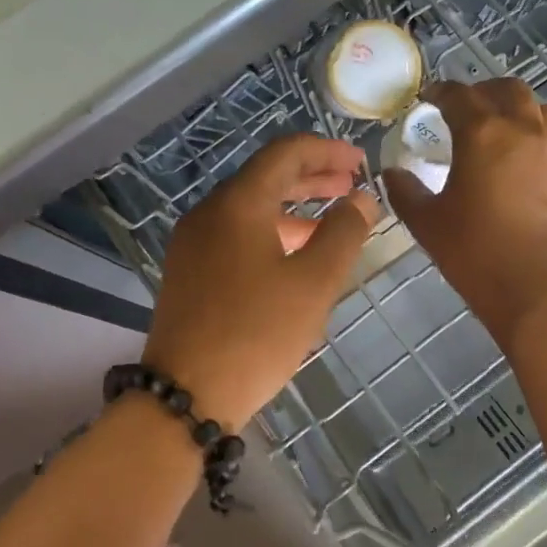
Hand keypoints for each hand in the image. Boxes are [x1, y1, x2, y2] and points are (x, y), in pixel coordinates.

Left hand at [143, 135, 378, 427]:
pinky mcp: (188, 270)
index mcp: (237, 203)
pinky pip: (235, 234)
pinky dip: (271, 232)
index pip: (285, 153)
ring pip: (250, 208)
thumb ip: (344, 233)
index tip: (360, 162)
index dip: (326, 151)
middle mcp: (209, 212)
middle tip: (352, 185)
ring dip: (293, 208)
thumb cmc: (257, 333)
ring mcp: (193, 242)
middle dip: (312, 178)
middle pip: (266, 178)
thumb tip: (361, 199)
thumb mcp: (313, 283)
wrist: (185, 395)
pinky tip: (295, 256)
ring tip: (333, 221)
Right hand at [385, 79, 546, 349]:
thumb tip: (392, 173)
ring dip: (515, 107)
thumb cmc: (475, 252)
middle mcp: (522, 130)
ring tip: (499, 125)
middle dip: (483, 91)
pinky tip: (522, 159)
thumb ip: (405, 192)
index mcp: (482, 133)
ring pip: (538, 108)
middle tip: (464, 107)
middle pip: (507, 89)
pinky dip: (535, 133)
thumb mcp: (427, 223)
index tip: (427, 98)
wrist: (538, 287)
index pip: (459, 96)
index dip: (440, 92)